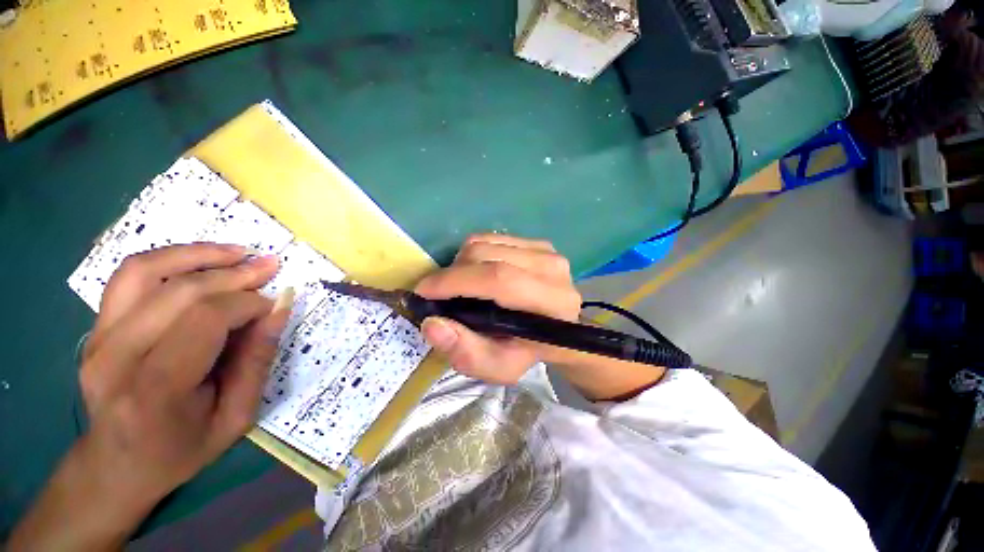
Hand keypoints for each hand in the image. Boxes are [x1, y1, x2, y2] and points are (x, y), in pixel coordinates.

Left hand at [10, 244, 292, 550]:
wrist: (115, 465)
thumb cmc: (181, 450)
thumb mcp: (235, 417)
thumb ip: (257, 361)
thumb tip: (280, 310)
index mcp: (154, 391)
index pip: (204, 321)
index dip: (247, 304)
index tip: (273, 306)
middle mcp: (114, 358)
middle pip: (178, 292)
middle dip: (233, 274)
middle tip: (269, 267)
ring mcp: (96, 338)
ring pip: (145, 271)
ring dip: (197, 254)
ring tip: (238, 252)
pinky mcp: (94, 327)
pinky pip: (129, 276)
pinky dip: (169, 259)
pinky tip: (200, 260)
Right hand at [415, 234, 581, 384]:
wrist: (555, 331)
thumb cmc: (526, 352)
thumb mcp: (497, 367)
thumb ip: (466, 352)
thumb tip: (432, 323)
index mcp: (552, 304)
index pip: (499, 279)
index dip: (456, 281)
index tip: (424, 291)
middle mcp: (553, 270)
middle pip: (488, 256)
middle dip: (453, 273)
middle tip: (440, 293)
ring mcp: (547, 252)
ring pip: (486, 243)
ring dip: (461, 263)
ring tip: (461, 285)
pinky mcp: (538, 243)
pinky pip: (492, 238)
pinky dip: (474, 253)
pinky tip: (477, 273)